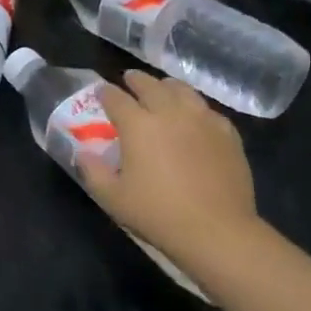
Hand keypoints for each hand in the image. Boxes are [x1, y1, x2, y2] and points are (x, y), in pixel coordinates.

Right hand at [79, 70, 264, 270]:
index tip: (101, 92)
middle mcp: (169, 112)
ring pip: (182, 90)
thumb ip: (92, 171)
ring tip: (162, 89)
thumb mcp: (112, 198)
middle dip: (136, 80)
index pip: (116, 98)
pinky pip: (207, 110)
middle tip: (130, 80)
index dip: (105, 93)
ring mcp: (202, 120)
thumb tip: (83, 152)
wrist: (216, 230)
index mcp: (138, 125)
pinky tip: (194, 116)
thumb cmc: (157, 214)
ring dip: (167, 86)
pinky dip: (194, 107)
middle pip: (150, 85)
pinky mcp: (227, 133)